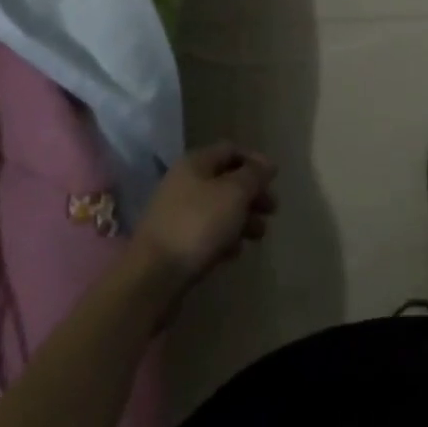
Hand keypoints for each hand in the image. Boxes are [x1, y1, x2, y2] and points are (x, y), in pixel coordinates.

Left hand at [132, 143, 277, 290]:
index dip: (255, 160)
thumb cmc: (198, 225)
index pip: (231, 149)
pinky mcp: (174, 243)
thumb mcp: (234, 193)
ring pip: (218, 208)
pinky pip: (206, 233)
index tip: (275, 179)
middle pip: (226, 180)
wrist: (152, 277)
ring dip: (242, 218)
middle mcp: (183, 183)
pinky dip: (224, 238)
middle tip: (272, 210)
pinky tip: (234, 252)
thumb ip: (254, 176)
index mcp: (195, 163)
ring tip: (258, 235)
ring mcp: (176, 214)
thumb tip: (267, 165)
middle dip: (252, 194)